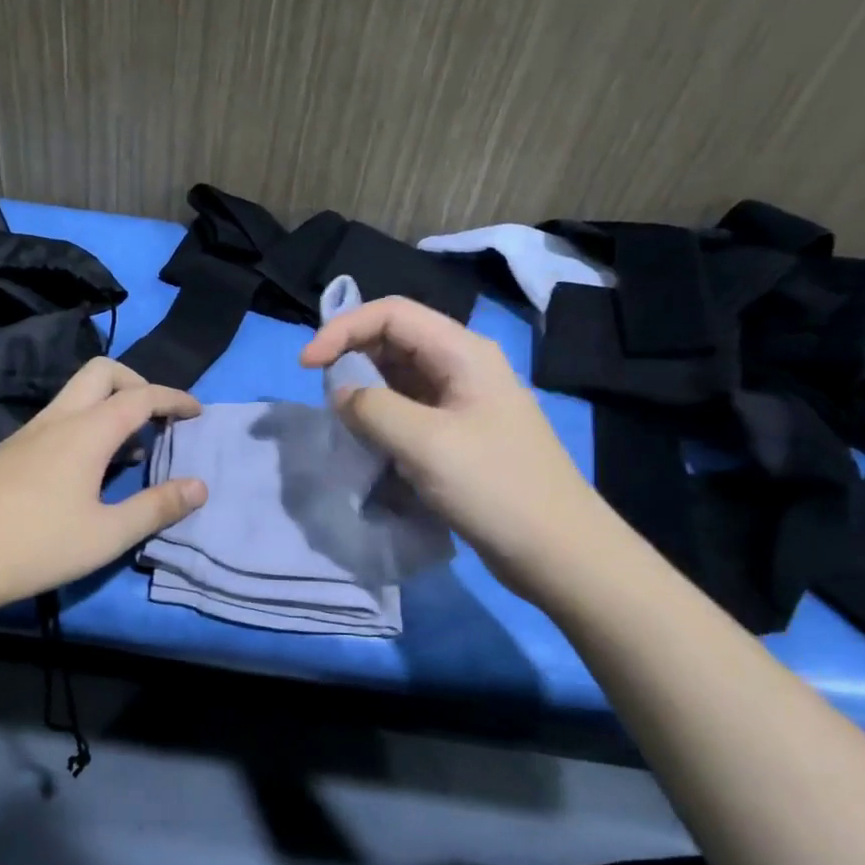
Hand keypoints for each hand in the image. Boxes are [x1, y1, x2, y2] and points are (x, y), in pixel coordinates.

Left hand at [0, 357, 206, 616]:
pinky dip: (86, 423)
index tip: (197, 412)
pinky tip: (88, 469)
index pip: (140, 396)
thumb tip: (200, 486)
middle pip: (102, 372)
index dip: (174, 398)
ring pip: (76, 394)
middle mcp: (56, 419)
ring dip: (110, 404)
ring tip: (131, 447)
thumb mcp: (107, 534)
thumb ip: (157, 507)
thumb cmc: (37, 547)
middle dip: (138, 382)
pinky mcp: (9, 451)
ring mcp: (27, 432)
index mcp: (85, 432)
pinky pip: (58, 417)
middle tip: (158, 417)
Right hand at [300, 297, 611, 592]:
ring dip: (365, 390)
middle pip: (395, 339)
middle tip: (322, 393)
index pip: (392, 313)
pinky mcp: (459, 434)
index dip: (343, 328)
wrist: (558, 551)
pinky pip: (410, 410)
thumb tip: (341, 393)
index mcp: (463, 352)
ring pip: (400, 377)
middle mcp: (463, 366)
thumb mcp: (425, 443)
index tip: (306, 364)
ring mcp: (463, 401)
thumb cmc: (495, 487)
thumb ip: (372, 408)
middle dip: (352, 356)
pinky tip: (368, 443)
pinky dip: (381, 418)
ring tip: (342, 420)